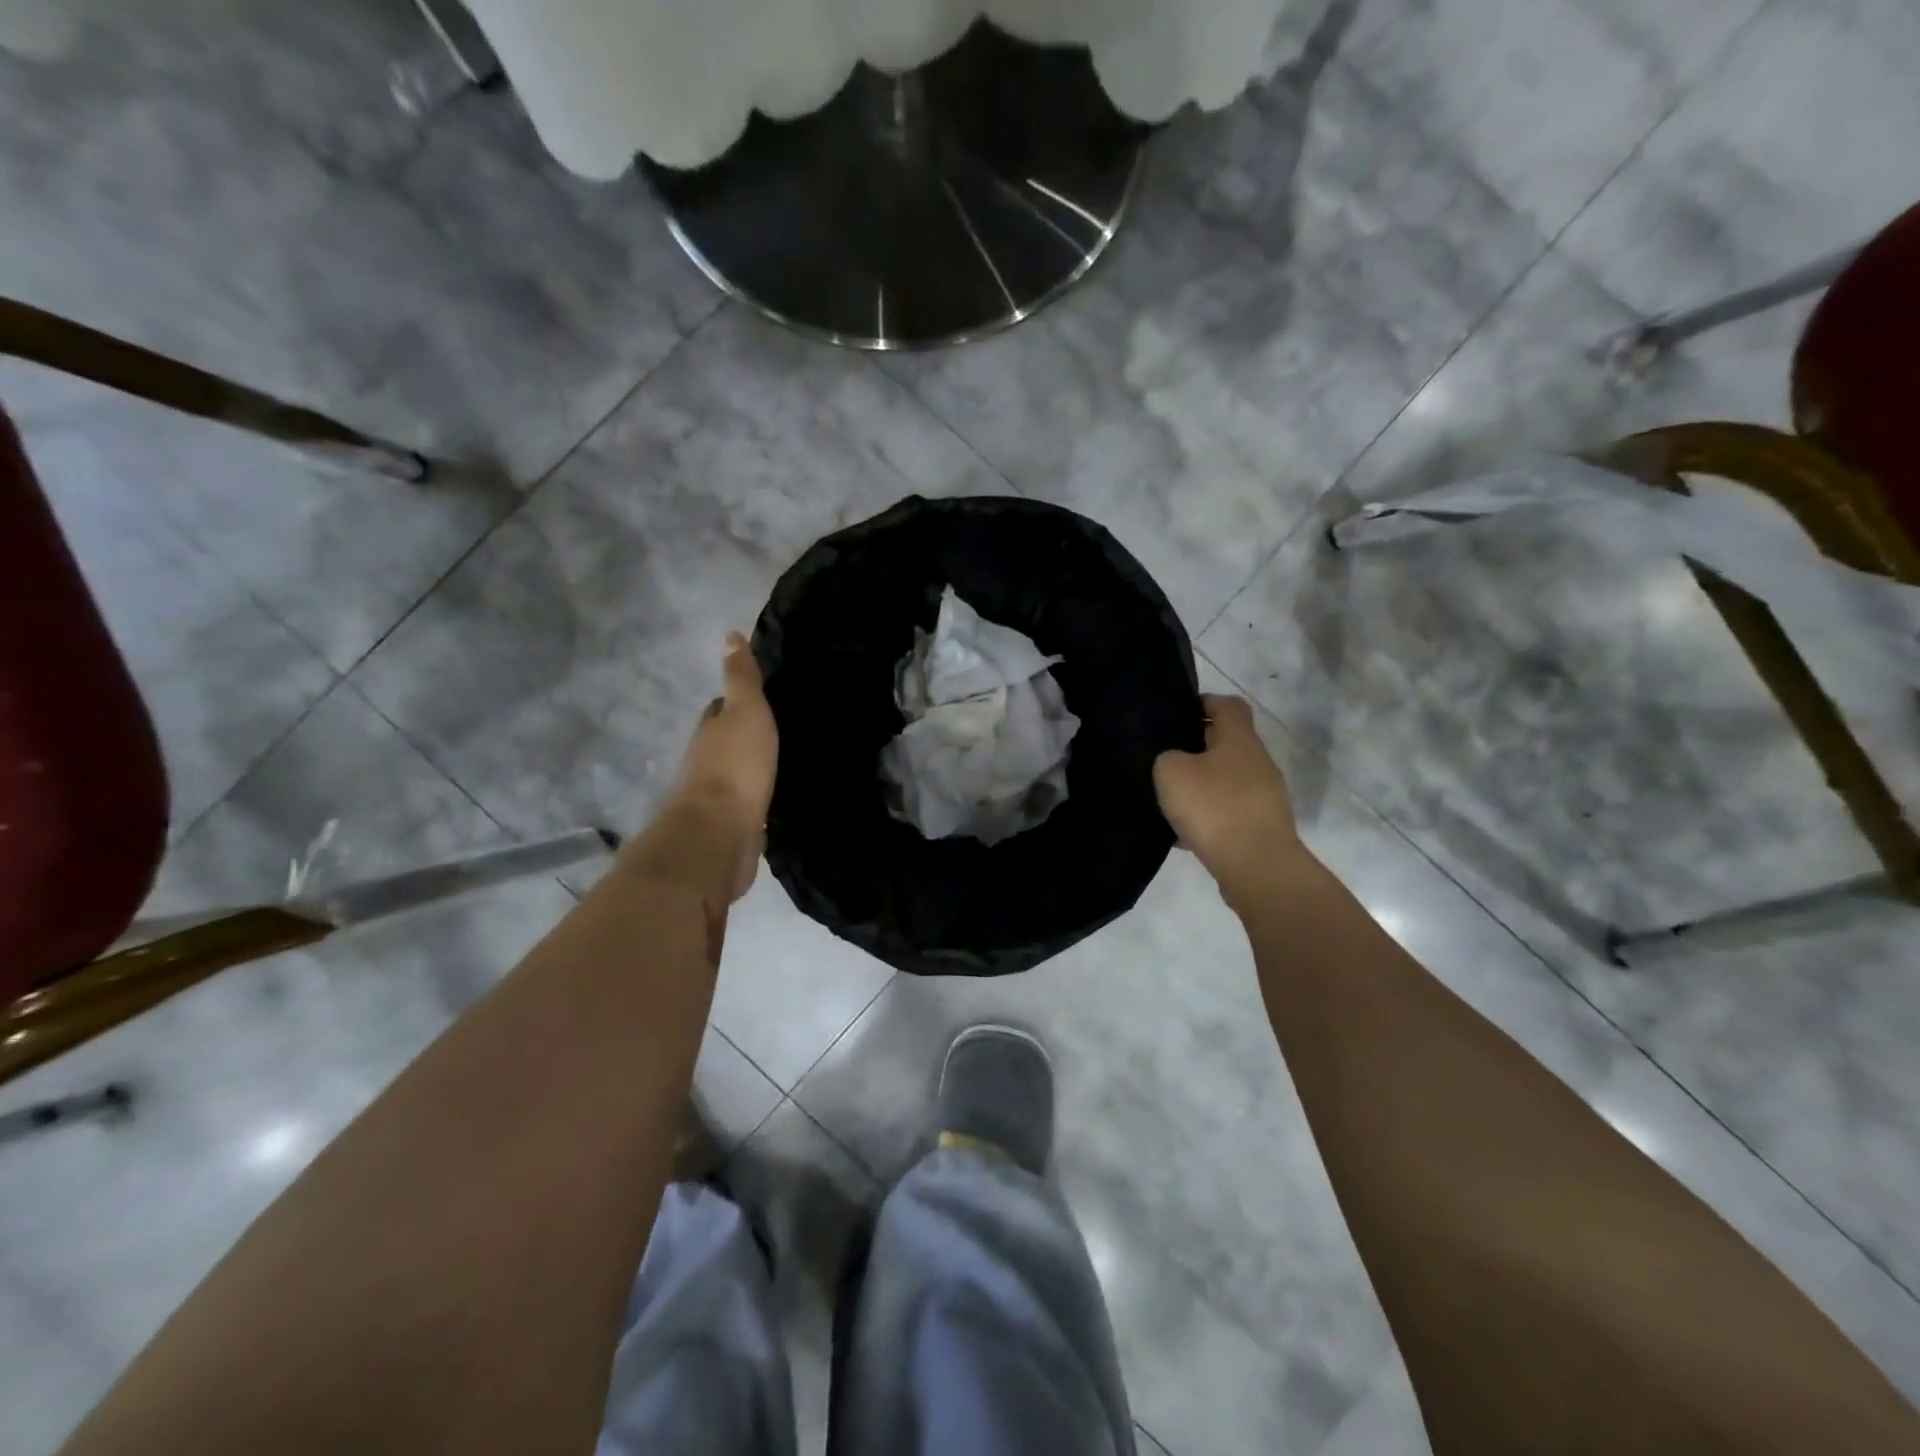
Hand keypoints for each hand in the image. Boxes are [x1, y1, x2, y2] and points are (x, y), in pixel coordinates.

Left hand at [667, 633, 777, 898]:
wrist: (720, 834)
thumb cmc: (735, 767)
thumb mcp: (746, 712)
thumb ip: (741, 678)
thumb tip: (730, 635)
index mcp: (710, 732)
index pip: (720, 708)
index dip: (736, 700)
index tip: (761, 695)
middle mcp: (708, 761)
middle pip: (727, 741)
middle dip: (746, 734)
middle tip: (781, 727)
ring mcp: (718, 796)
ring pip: (739, 773)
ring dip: (755, 767)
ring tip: (787, 760)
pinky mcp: (734, 825)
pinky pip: (750, 804)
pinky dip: (761, 797)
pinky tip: (780, 795)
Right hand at [1153, 695, 1300, 889]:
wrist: (1256, 867)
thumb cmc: (1213, 807)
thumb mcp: (1171, 772)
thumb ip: (1167, 757)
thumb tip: (1175, 762)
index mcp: (1240, 738)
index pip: (1228, 704)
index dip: (1204, 702)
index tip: (1177, 715)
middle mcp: (1259, 761)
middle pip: (1227, 743)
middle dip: (1197, 748)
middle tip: (1165, 760)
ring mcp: (1265, 796)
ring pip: (1227, 780)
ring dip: (1202, 786)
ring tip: (1171, 801)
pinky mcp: (1262, 826)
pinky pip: (1230, 812)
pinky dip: (1209, 818)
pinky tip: (1185, 835)